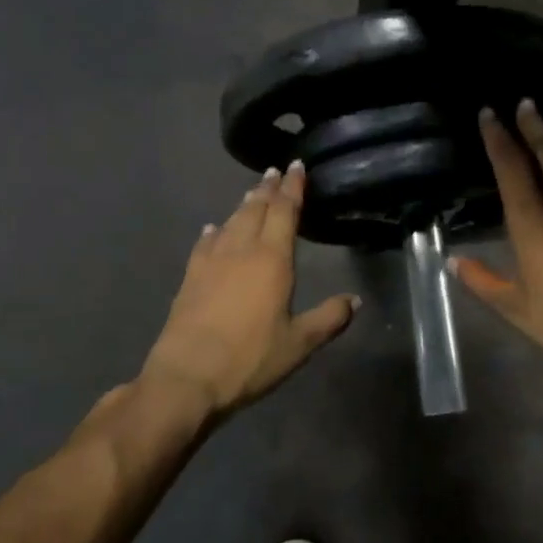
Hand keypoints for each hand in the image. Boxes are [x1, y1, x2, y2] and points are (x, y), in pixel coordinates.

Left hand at [141, 162, 359, 418]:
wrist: (187, 377)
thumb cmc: (250, 359)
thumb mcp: (299, 344)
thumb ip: (329, 318)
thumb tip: (355, 300)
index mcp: (272, 259)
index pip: (284, 211)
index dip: (292, 187)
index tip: (296, 166)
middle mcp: (241, 250)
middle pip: (255, 209)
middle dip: (268, 189)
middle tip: (275, 171)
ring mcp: (211, 262)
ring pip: (231, 222)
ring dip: (244, 205)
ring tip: (252, 193)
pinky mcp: (190, 277)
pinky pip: (205, 243)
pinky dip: (214, 231)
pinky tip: (213, 229)